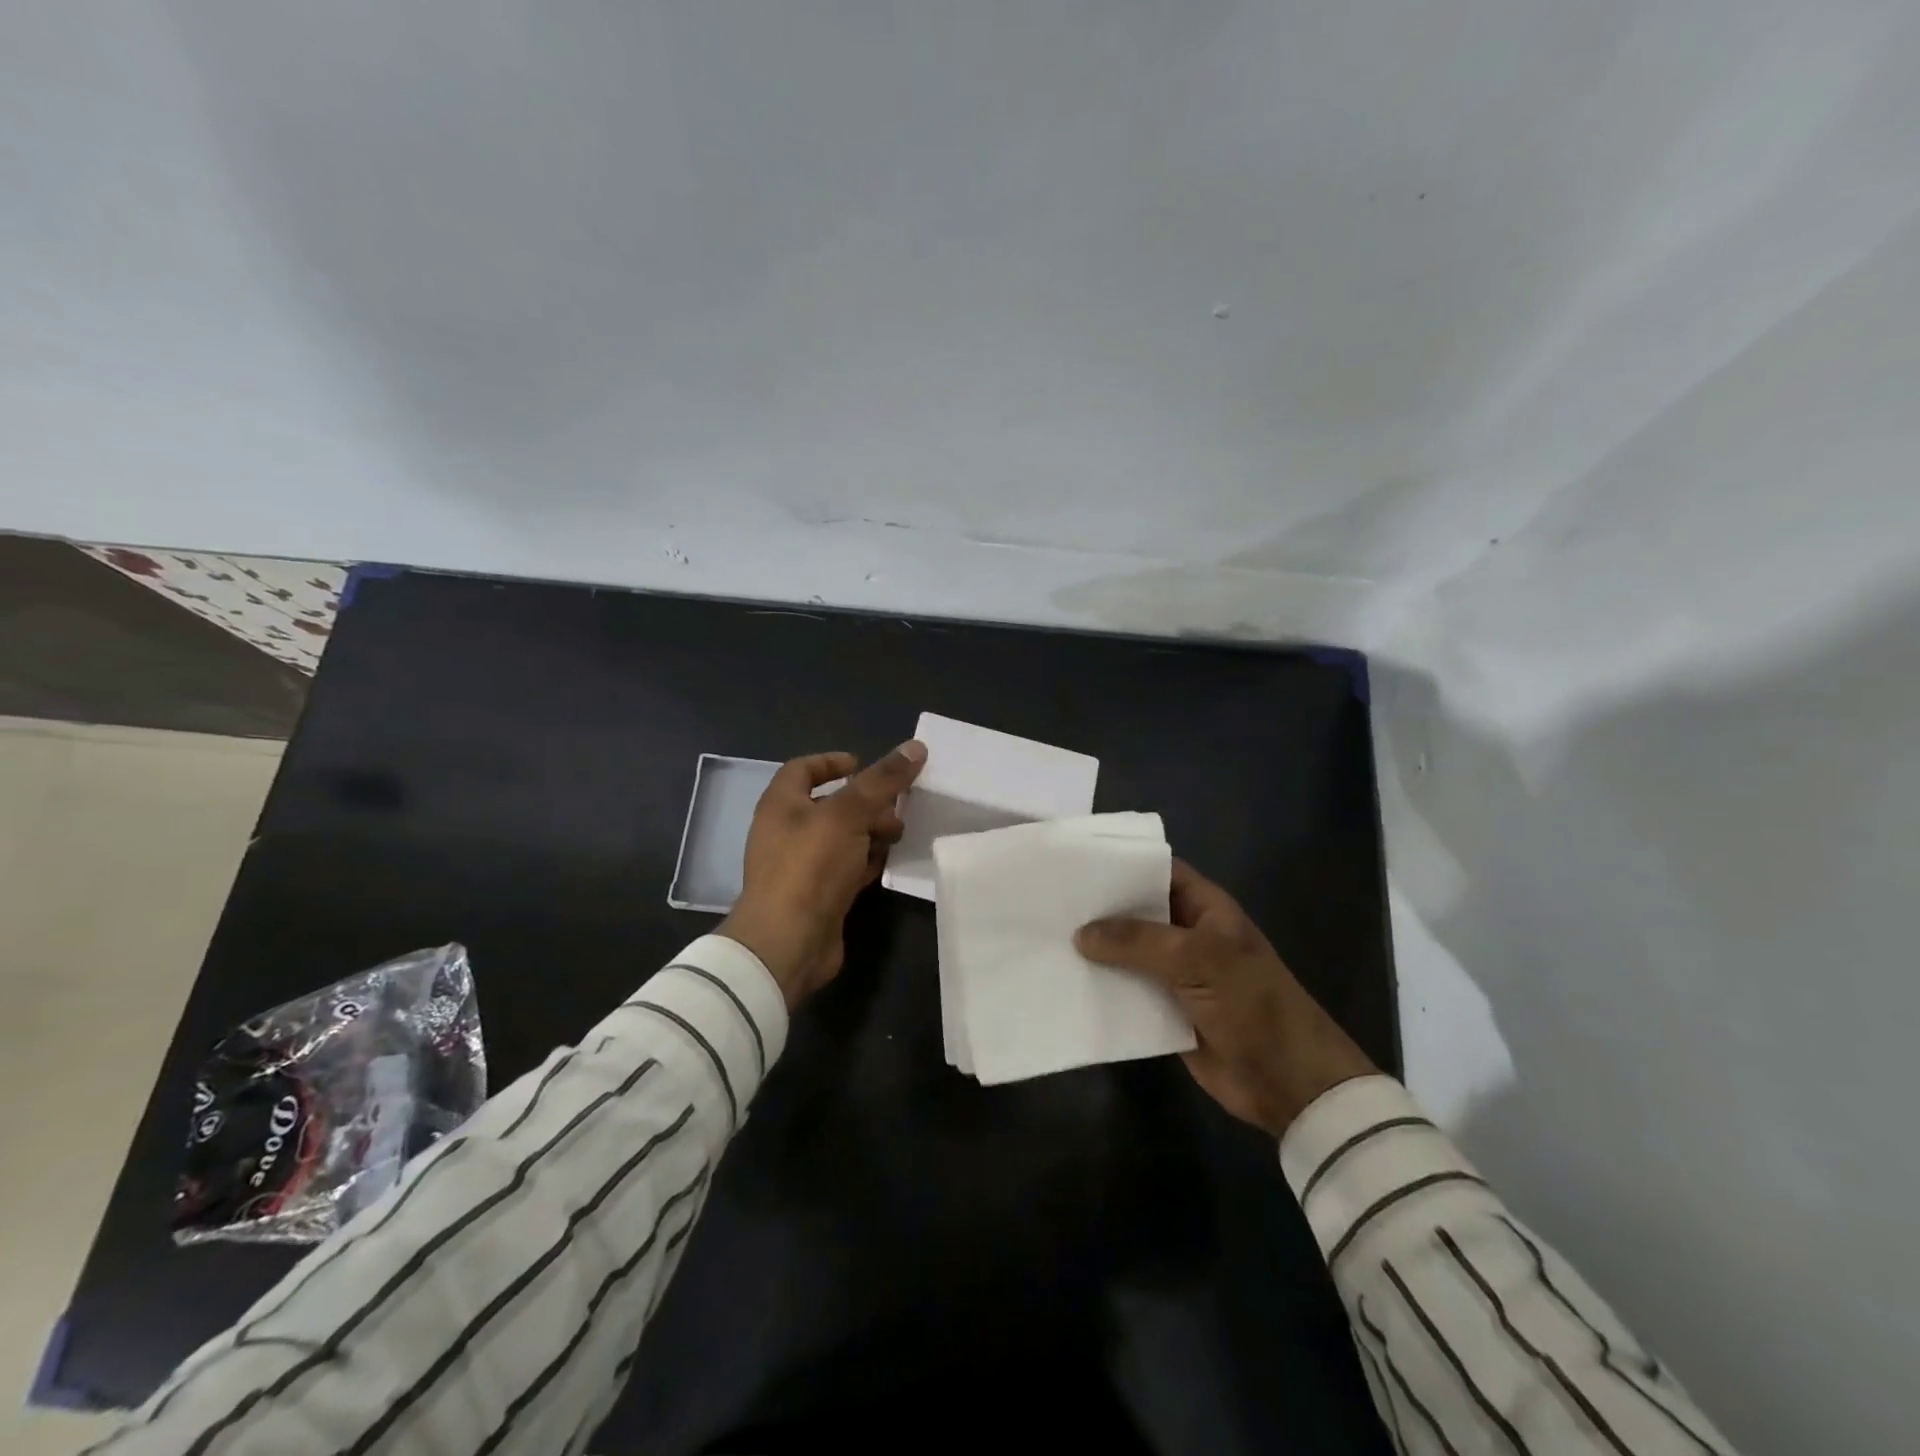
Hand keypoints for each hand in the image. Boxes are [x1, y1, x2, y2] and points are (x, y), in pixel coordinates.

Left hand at [720, 741, 926, 1009]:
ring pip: (842, 837)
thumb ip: (881, 781)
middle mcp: (787, 831)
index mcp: (781, 804)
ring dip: (870, 831)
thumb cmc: (810, 867)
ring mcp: (802, 866)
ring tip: (898, 835)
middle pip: (830, 804)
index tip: (863, 764)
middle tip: (896, 806)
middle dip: (865, 801)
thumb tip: (916, 746)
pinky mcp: (818, 894)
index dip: (832, 762)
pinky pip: (845, 867)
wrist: (788, 943)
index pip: (803, 769)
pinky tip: (887, 862)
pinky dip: (866, 861)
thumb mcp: (848, 815)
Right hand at [1075, 860, 1376, 1136]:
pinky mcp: (1164, 1010)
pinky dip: (1101, 988)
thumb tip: (1081, 933)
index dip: (1121, 864)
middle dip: (1099, 908)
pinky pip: (1127, 991)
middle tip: (1047, 900)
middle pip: (1137, 912)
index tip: (1075, 861)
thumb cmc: (1250, 1003)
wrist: (1286, 1081)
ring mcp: (1175, 973)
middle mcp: (1187, 934)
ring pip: (1127, 953)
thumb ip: (1137, 941)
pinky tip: (1064, 982)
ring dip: (1095, 951)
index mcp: (1204, 908)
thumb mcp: (1197, 958)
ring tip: (1045, 937)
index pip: (1158, 871)